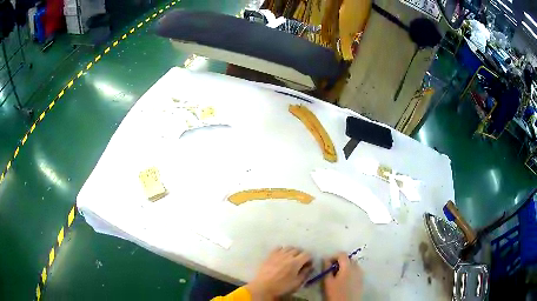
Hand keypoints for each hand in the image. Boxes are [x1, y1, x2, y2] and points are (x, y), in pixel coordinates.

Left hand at [246, 247, 312, 299]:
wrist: (263, 287)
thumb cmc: (282, 287)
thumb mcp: (297, 283)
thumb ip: (305, 273)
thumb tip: (310, 266)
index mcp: (296, 262)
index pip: (307, 254)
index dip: (309, 259)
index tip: (308, 264)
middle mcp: (287, 255)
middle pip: (298, 250)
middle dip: (301, 255)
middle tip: (300, 262)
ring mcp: (278, 254)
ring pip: (288, 247)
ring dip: (292, 252)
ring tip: (291, 259)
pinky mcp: (270, 255)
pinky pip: (278, 248)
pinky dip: (282, 250)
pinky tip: (281, 257)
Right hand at [323, 253, 362, 300]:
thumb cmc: (336, 293)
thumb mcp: (328, 282)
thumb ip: (326, 269)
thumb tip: (325, 259)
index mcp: (348, 267)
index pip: (342, 254)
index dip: (333, 256)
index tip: (327, 263)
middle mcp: (357, 268)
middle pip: (349, 259)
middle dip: (340, 261)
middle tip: (331, 269)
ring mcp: (361, 274)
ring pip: (353, 265)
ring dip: (345, 267)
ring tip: (337, 275)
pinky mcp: (362, 280)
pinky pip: (356, 271)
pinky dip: (350, 272)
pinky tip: (344, 281)